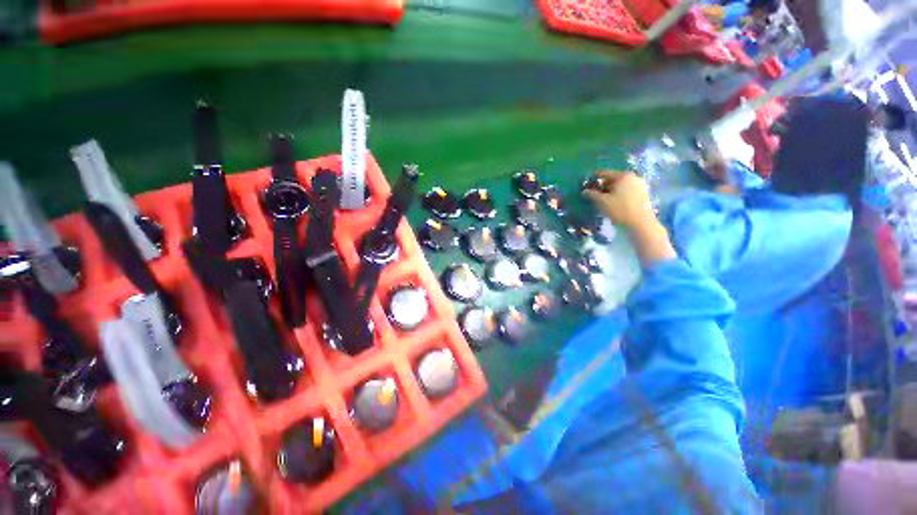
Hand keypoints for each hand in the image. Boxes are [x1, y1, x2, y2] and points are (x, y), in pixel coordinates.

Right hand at [583, 171, 675, 264]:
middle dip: (602, 185)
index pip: (604, 173)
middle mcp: (633, 177)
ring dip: (610, 190)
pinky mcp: (642, 193)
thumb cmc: (620, 209)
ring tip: (602, 199)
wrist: (641, 223)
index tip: (586, 184)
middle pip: (613, 179)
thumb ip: (592, 195)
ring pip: (620, 185)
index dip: (594, 178)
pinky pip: (626, 190)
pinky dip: (618, 194)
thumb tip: (584, 191)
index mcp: (623, 176)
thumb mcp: (603, 202)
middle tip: (593, 193)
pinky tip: (613, 202)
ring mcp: (639, 185)